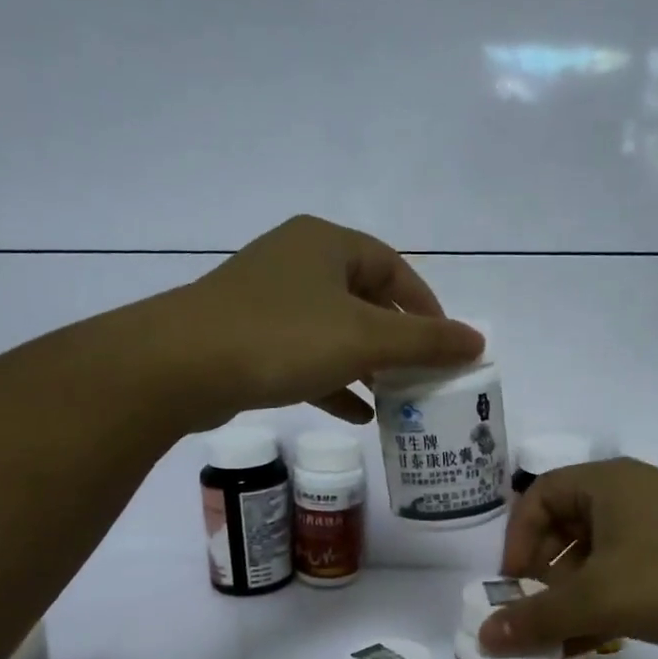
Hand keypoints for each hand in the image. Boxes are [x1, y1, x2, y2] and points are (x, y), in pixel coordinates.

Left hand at [168, 216, 482, 428]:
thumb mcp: (364, 340)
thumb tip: (477, 342)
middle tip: (421, 375)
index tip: (446, 346)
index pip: (394, 269)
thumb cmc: (282, 338)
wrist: (179, 367)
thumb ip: (424, 342)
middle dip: (396, 341)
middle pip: (364, 299)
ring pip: (333, 330)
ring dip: (366, 364)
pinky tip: (355, 413)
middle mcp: (297, 262)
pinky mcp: (246, 336)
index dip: (426, 307)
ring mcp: (267, 300)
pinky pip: (304, 355)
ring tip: (395, 398)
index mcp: (326, 245)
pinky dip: (333, 380)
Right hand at [479, 458, 657, 658]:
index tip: (512, 584)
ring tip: (560, 637)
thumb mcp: (599, 598)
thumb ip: (537, 617)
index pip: (537, 497)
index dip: (516, 540)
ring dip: (572, 594)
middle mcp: (629, 495)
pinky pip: (625, 572)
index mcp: (605, 484)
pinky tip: (593, 642)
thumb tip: (483, 636)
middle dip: (543, 574)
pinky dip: (604, 601)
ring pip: (595, 555)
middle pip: (564, 527)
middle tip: (535, 612)